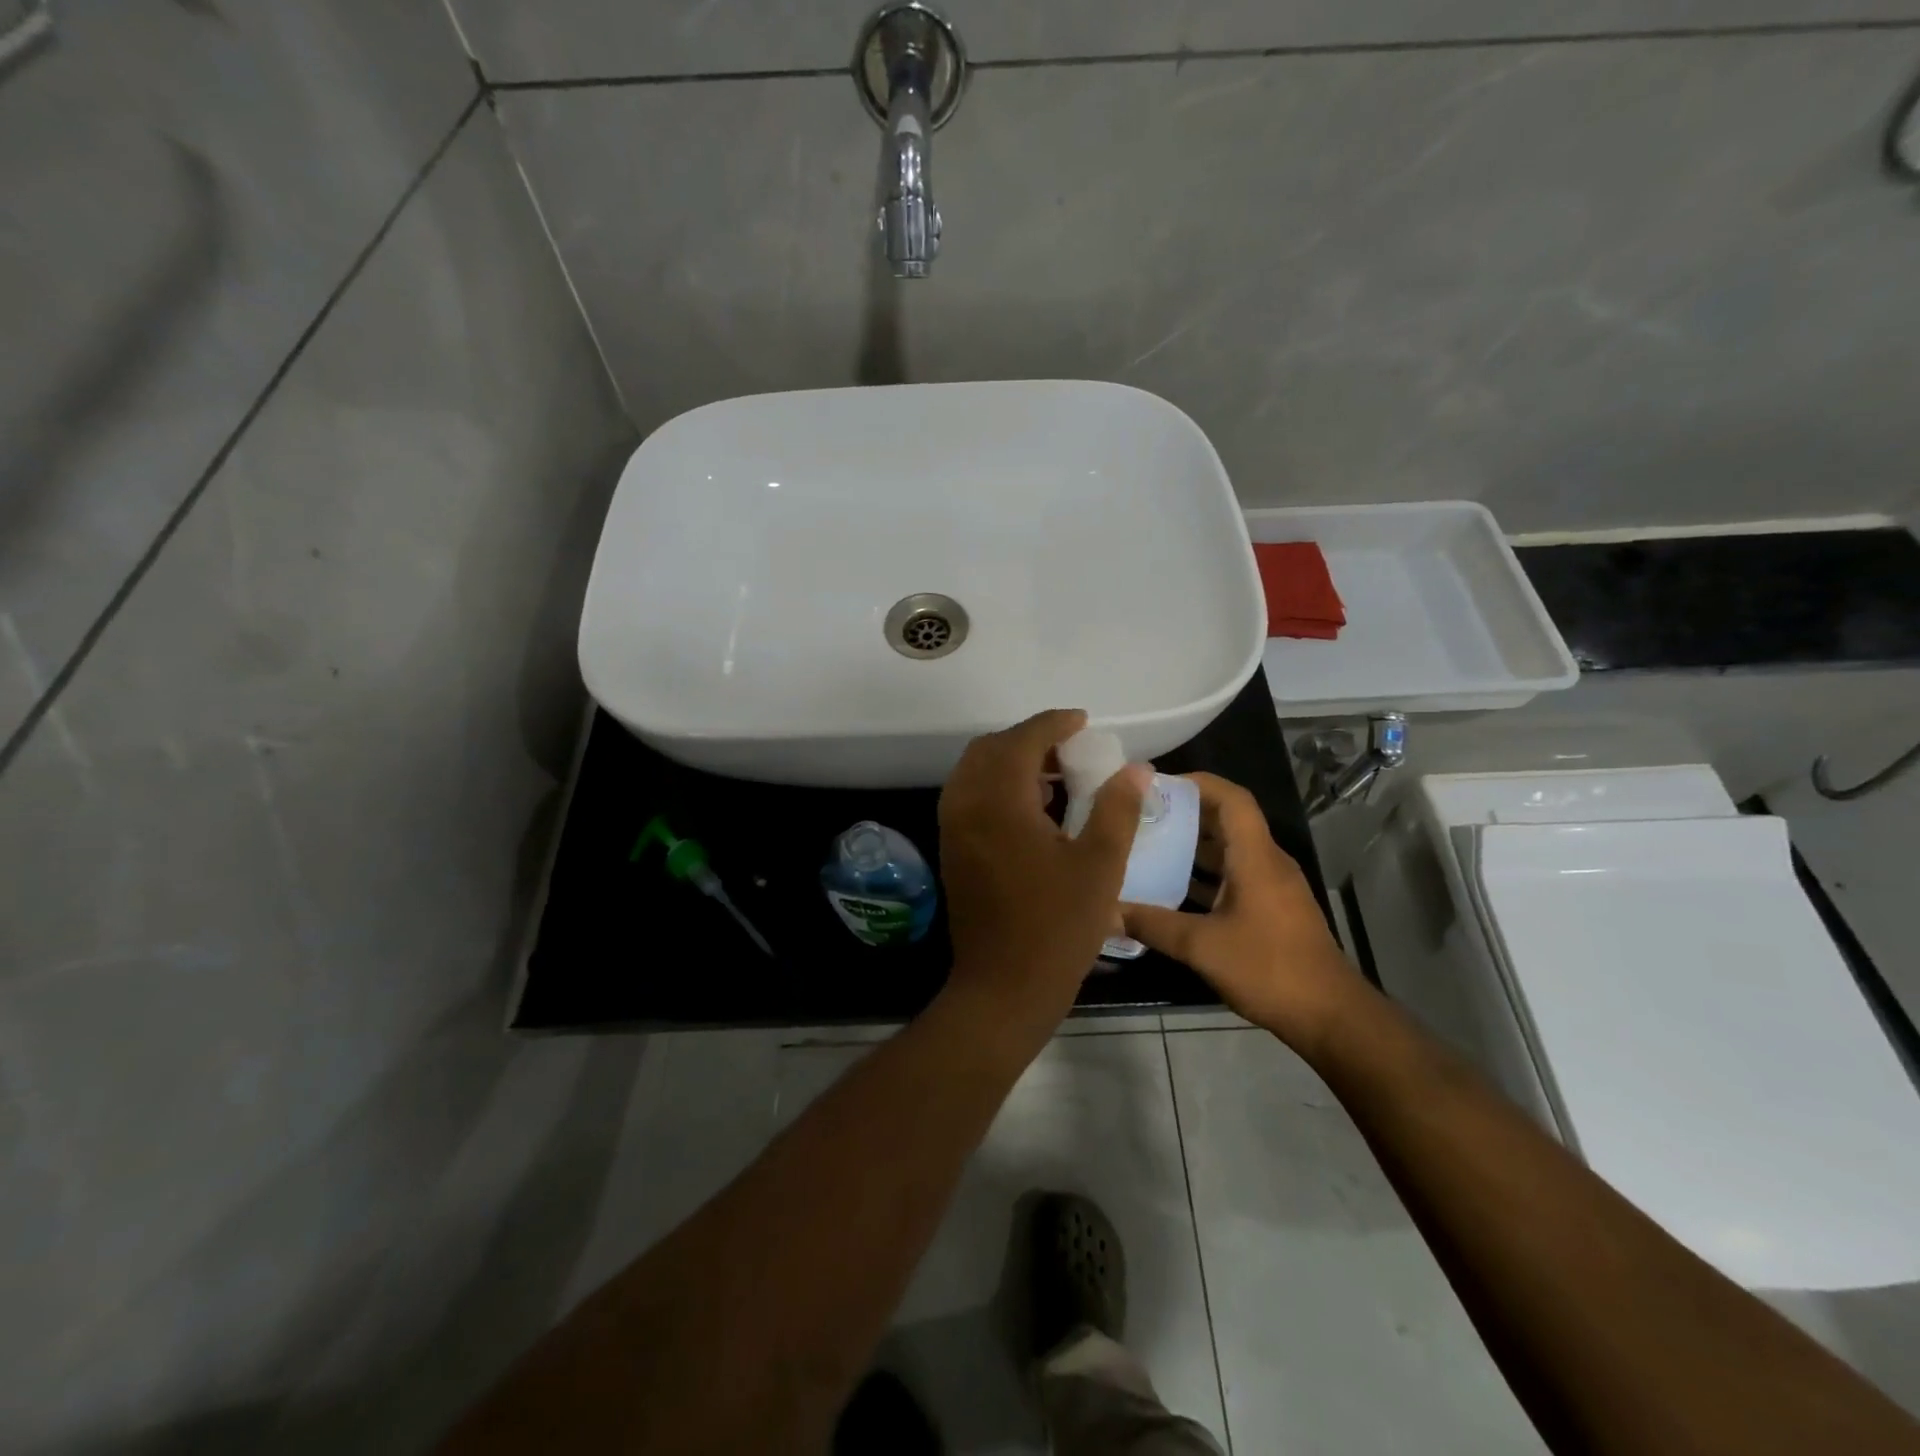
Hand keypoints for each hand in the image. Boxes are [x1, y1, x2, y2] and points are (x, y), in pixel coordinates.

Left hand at [938, 709, 1149, 1026]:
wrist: (1003, 987)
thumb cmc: (1057, 927)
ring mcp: (953, 829)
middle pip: (990, 749)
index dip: (1053, 724)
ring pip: (976, 772)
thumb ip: (1117, 809)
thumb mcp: (1100, 866)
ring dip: (1011, 763)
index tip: (1083, 723)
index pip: (1021, 740)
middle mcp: (966, 805)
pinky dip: (998, 787)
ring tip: (1057, 779)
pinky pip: (970, 797)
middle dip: (1029, 740)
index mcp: (998, 801)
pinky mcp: (952, 850)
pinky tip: (1034, 810)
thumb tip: (1136, 769)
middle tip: (1070, 752)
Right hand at [1122, 772, 1363, 1048]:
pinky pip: (1234, 875)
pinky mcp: (1271, 908)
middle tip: (1140, 815)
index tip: (1157, 784)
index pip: (1232, 799)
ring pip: (1229, 849)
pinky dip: (1205, 874)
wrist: (1329, 1016)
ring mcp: (1272, 886)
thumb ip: (1152, 924)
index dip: (1197, 783)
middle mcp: (1267, 862)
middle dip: (1185, 812)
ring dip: (1192, 845)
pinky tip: (1172, 889)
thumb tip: (1106, 910)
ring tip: (1148, 845)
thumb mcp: (1202, 947)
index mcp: (1256, 858)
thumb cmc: (1269, 969)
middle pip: (1227, 820)